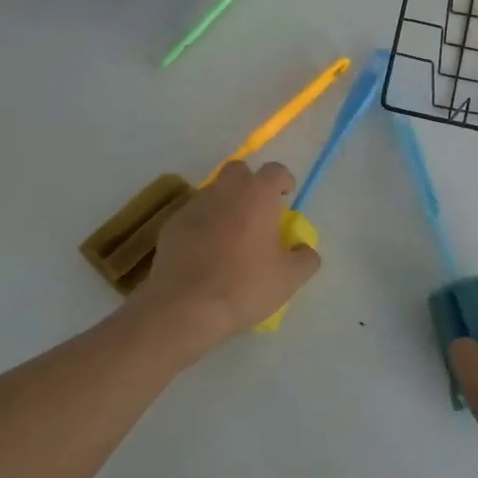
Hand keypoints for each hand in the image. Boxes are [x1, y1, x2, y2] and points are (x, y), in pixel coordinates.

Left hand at [135, 161, 320, 345]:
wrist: (185, 307)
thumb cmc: (245, 286)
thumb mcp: (290, 279)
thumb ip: (305, 258)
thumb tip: (304, 248)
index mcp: (257, 195)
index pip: (275, 170)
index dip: (283, 180)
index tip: (286, 196)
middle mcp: (224, 191)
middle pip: (238, 171)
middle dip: (250, 184)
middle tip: (257, 211)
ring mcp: (194, 206)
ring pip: (213, 192)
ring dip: (225, 204)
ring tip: (230, 235)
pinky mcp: (171, 225)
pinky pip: (193, 215)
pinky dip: (202, 224)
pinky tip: (205, 251)